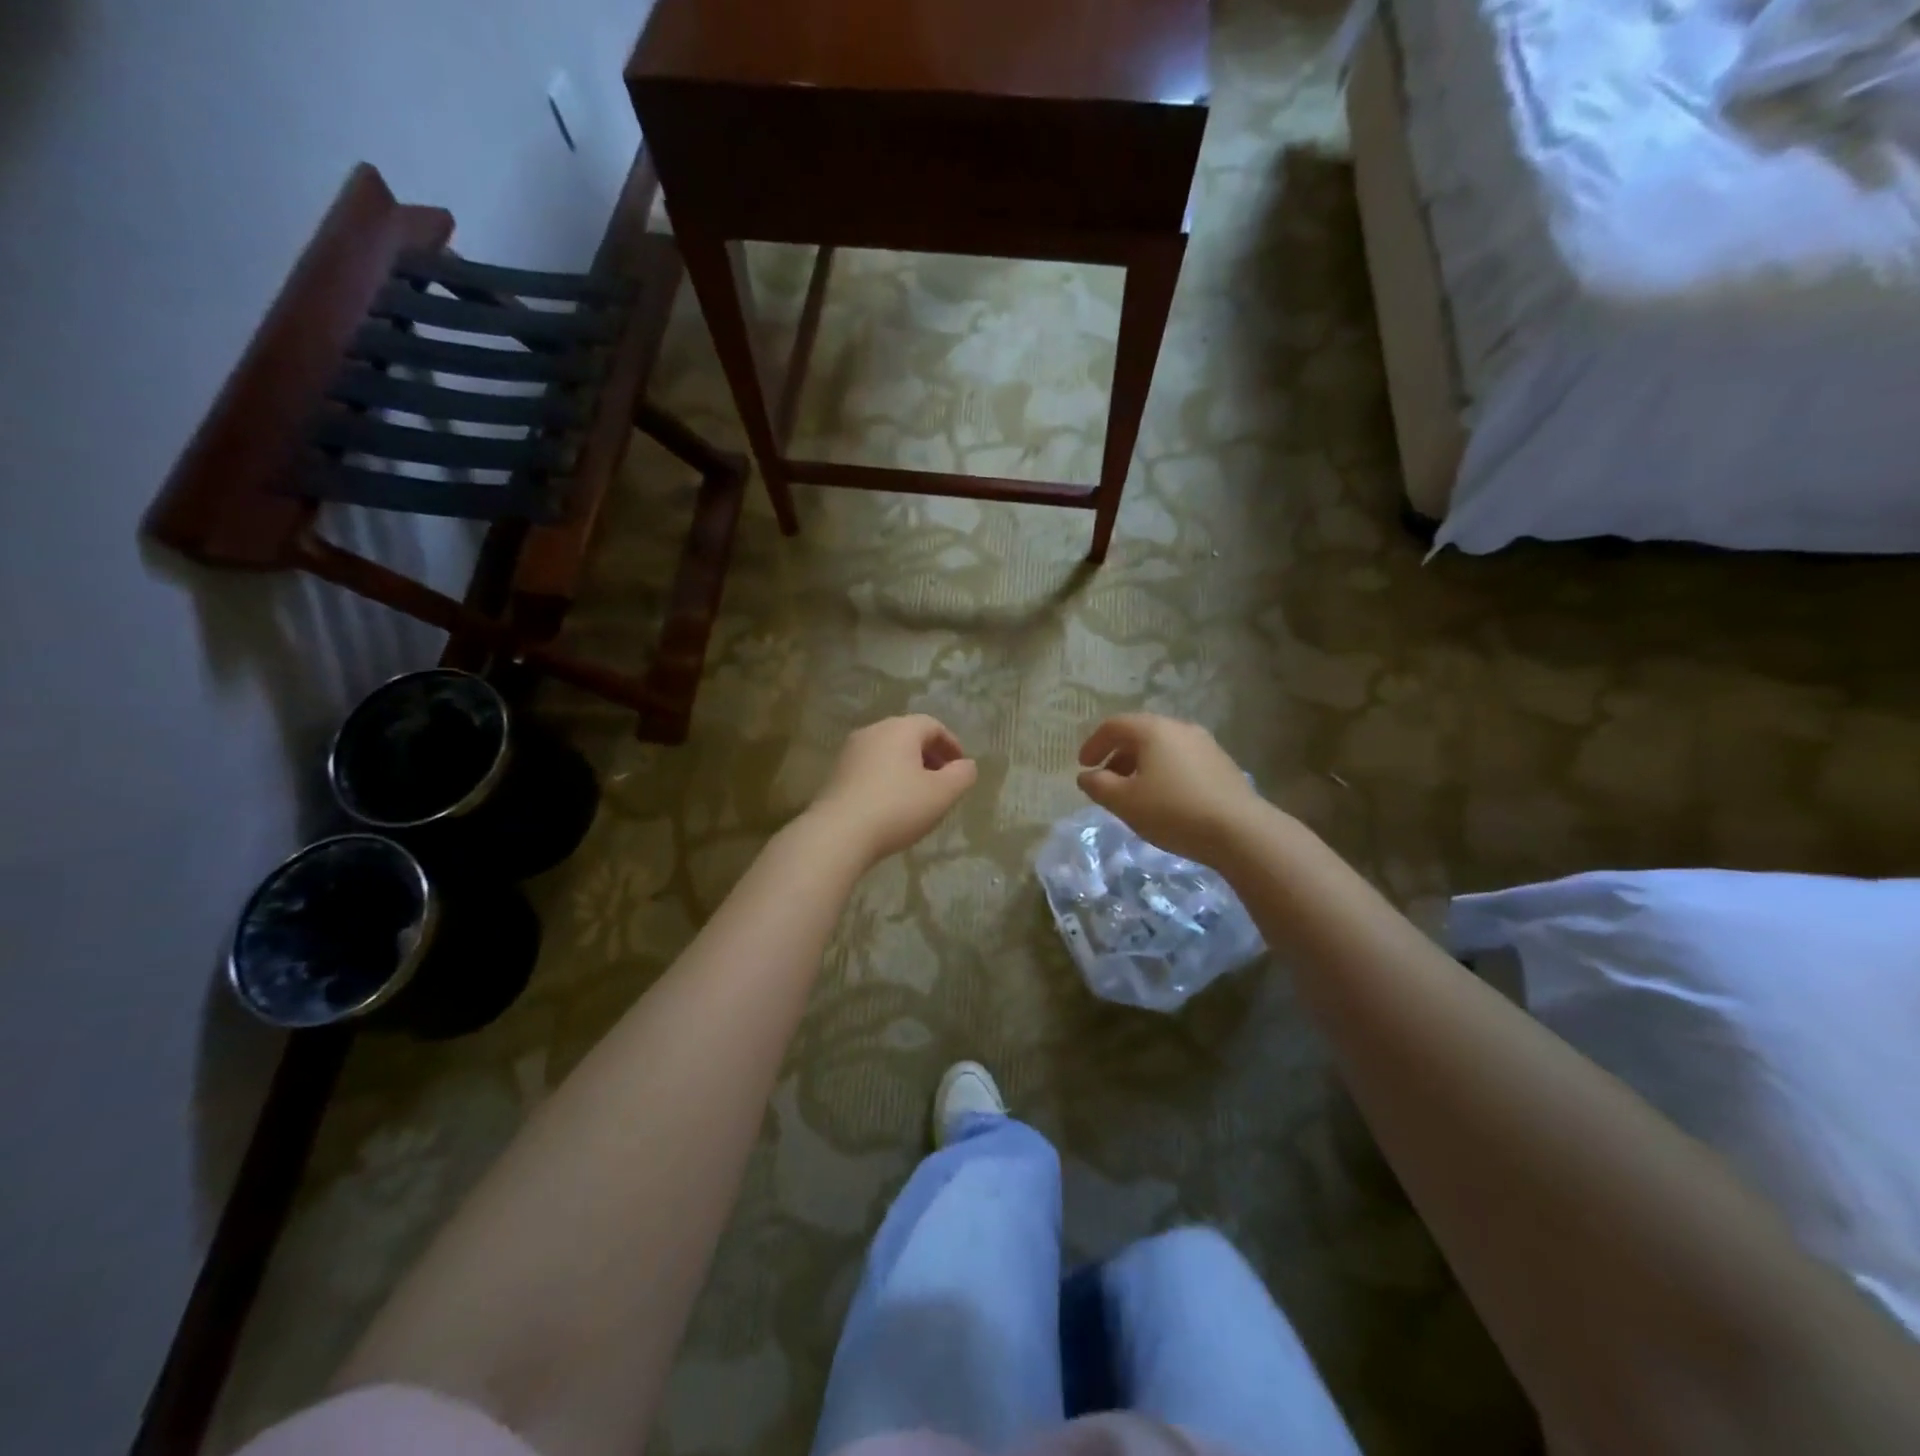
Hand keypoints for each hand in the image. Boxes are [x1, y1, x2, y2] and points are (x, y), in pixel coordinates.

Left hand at [807, 715, 977, 865]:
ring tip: (919, 796)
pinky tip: (891, 806)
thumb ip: (962, 775)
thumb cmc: (897, 808)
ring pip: (888, 753)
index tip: (961, 768)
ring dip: (908, 769)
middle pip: (908, 736)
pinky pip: (870, 768)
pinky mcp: (836, 774)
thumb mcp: (942, 794)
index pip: (932, 725)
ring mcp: (850, 752)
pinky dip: (887, 779)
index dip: (951, 745)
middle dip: (930, 756)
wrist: (838, 834)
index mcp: (900, 729)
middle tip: (943, 782)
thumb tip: (966, 765)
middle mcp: (872, 731)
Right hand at [1076, 714, 1266, 863]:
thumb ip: (1098, 785)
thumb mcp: (1124, 802)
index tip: (1083, 766)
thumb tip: (1086, 775)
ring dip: (1141, 765)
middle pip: (1140, 734)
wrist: (1240, 831)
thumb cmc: (1173, 811)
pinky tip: (1164, 799)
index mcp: (1153, 730)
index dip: (1093, 744)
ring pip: (1162, 748)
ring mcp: (1205, 744)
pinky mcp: (1222, 764)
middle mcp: (1180, 728)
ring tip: (1134, 793)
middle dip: (1117, 756)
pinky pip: (1181, 760)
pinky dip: (1163, 772)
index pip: (1114, 726)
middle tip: (1106, 781)